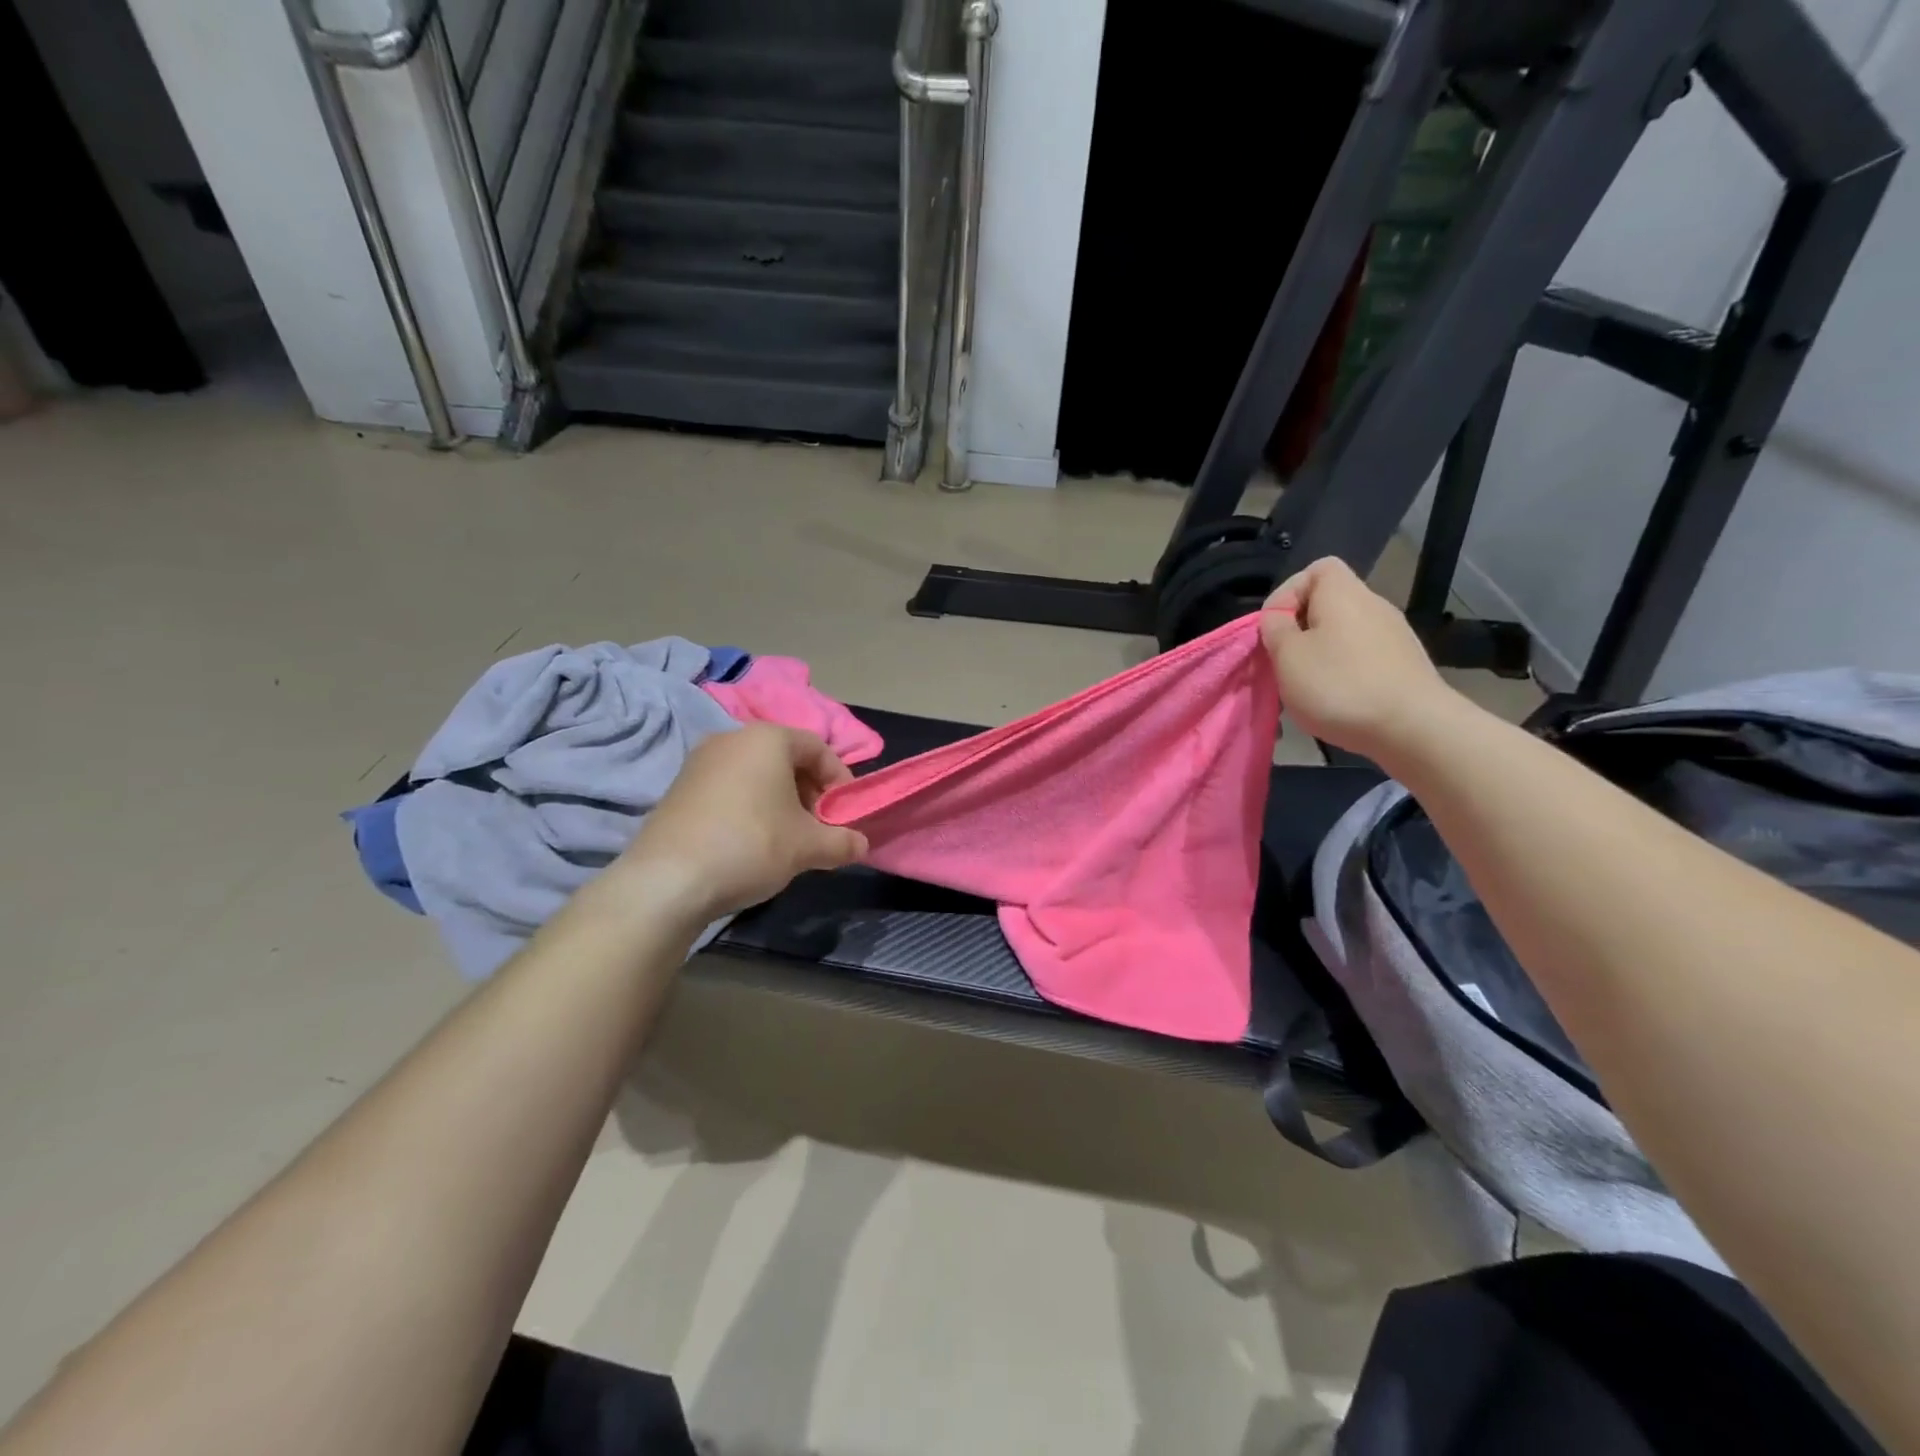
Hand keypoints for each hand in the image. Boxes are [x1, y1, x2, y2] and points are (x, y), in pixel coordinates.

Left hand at [611, 725, 869, 921]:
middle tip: (819, 827)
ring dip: (780, 801)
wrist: (667, 880)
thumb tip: (861, 845)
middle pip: (785, 758)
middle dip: (810, 792)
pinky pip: (729, 788)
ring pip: (756, 774)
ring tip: (788, 838)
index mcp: (767, 738)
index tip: (846, 813)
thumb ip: (842, 841)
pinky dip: (750, 807)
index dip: (840, 779)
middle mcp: (732, 738)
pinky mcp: (679, 788)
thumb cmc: (751, 845)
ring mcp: (700, 762)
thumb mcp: (808, 846)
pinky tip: (751, 843)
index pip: (818, 748)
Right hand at [1260, 557, 1460, 759]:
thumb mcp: (1287, 656)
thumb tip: (1279, 618)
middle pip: (1328, 604)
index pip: (1315, 569)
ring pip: (1343, 634)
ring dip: (1321, 655)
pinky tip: (1339, 702)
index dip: (1287, 593)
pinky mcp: (1404, 664)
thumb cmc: (1340, 685)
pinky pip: (1363, 657)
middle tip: (1285, 662)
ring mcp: (1394, 635)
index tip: (1275, 628)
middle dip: (1301, 631)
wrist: (1414, 727)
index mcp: (1343, 593)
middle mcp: (1373, 605)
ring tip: (1308, 688)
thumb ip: (1275, 629)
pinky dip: (1345, 673)